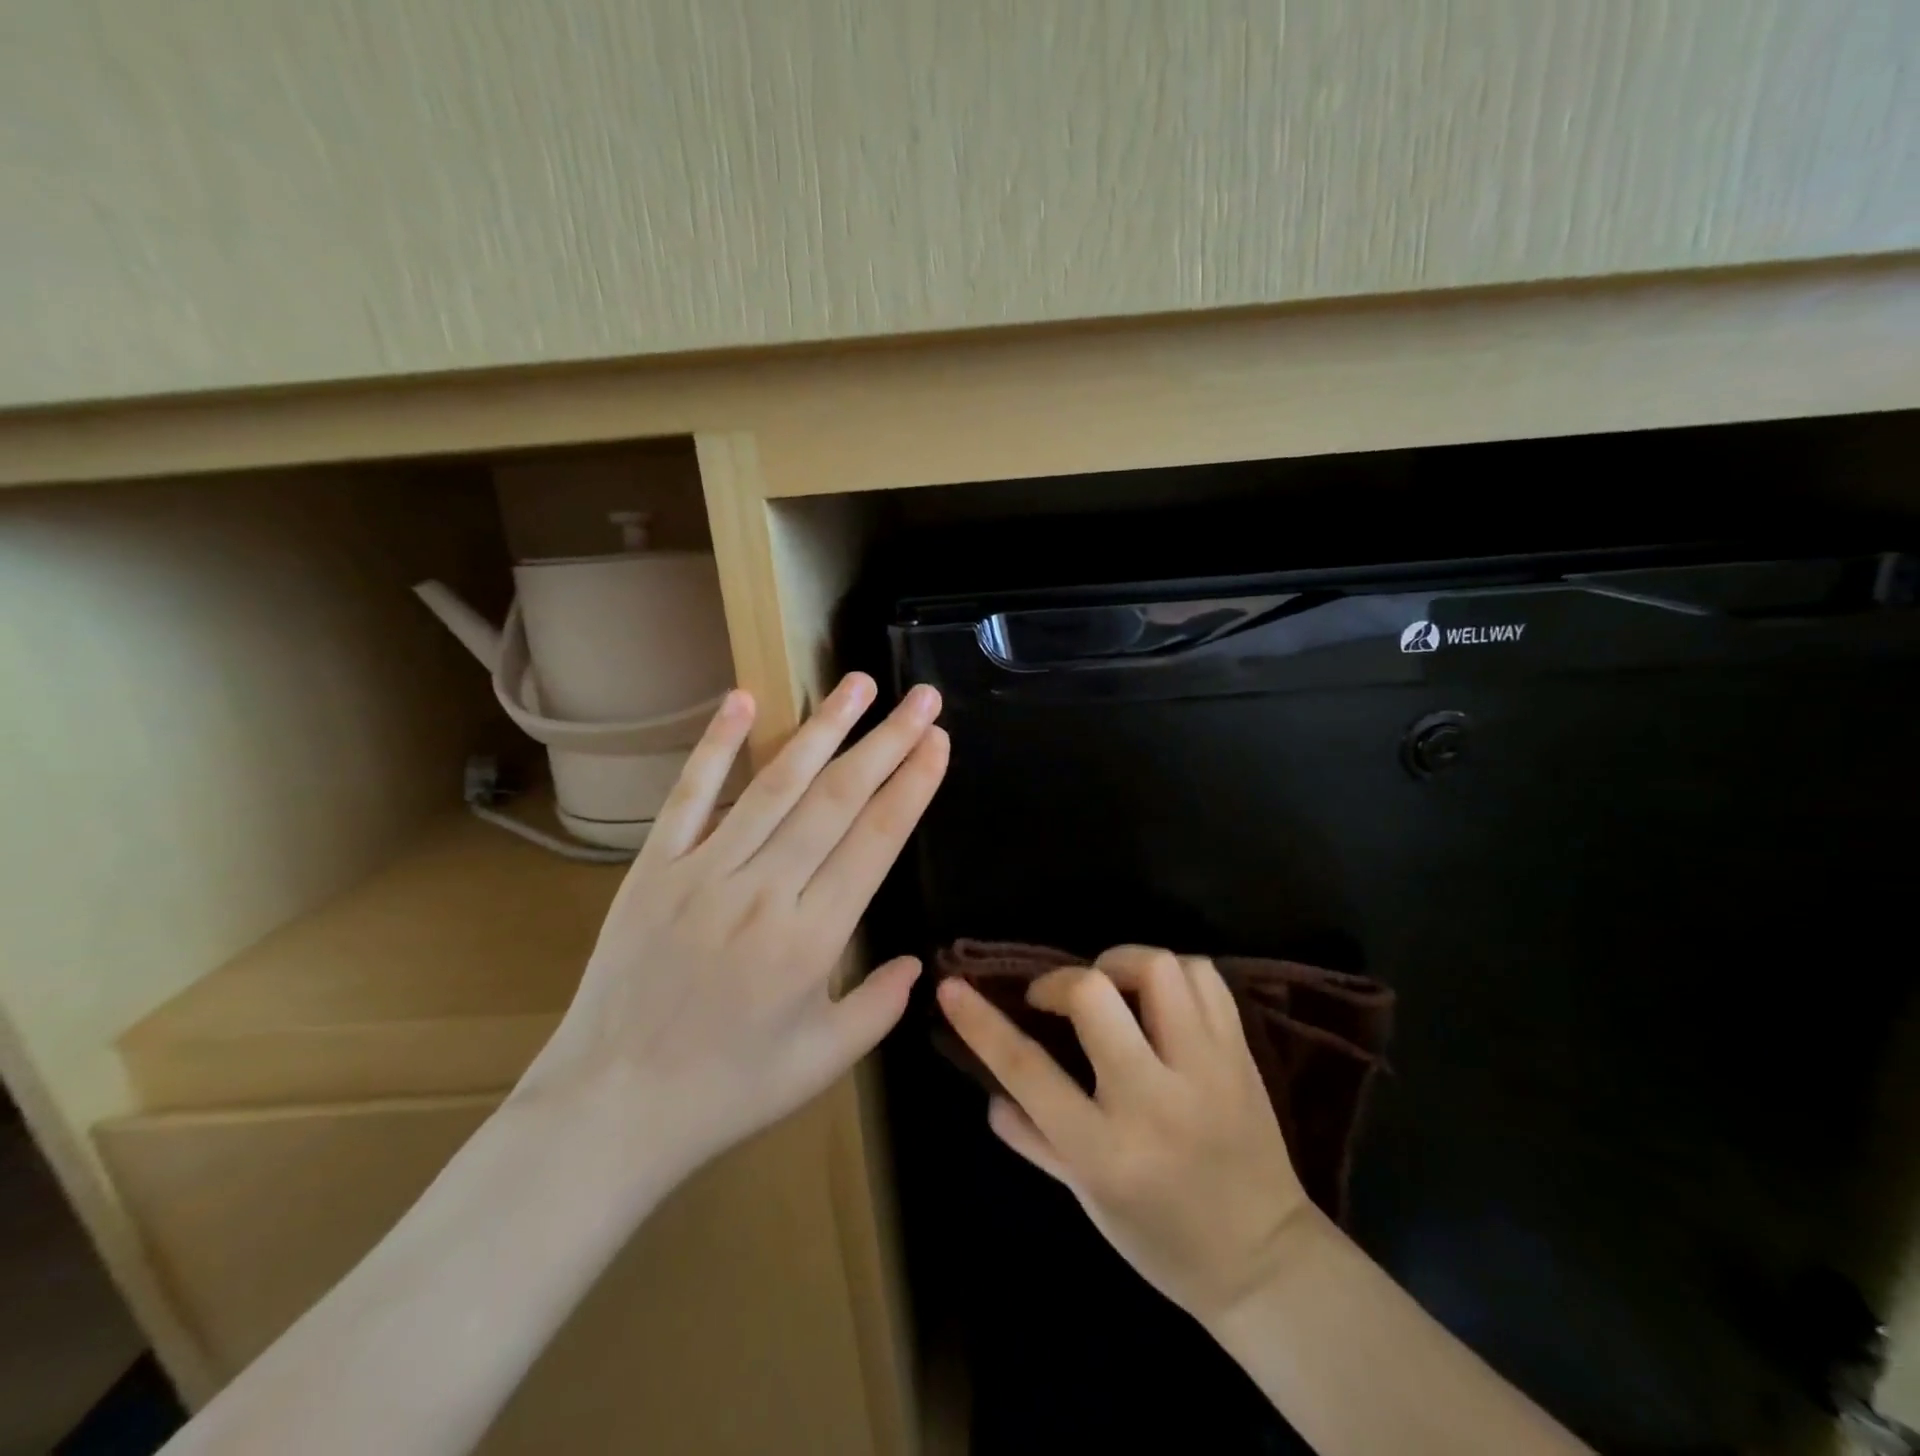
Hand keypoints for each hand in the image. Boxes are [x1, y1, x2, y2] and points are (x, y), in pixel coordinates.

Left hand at [516, 672, 948, 1187]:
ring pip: (775, 784)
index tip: (937, 741)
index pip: (876, 840)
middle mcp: (764, 891)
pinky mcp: (654, 868)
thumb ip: (879, 1007)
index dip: (912, 784)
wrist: (611, 1108)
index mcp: (812, 939)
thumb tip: (918, 961)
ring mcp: (704, 872)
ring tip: (858, 684)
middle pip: (837, 799)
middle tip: (922, 698)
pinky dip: (716, 745)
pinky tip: (744, 700)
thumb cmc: (727, 1090)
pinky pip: (690, 796)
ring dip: (822, 728)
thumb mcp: (822, 1063)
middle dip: (887, 742)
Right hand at [937, 945, 1311, 1323]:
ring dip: (1121, 962)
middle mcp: (1153, 1100)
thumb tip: (990, 1093)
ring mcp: (1205, 1070)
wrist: (1265, 1261)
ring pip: (1158, 969)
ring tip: (1112, 986)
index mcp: (1104, 1150)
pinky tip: (1158, 995)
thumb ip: (1034, 1139)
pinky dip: (1173, 971)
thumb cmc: (1161, 1240)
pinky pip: (1204, 977)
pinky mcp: (1240, 1054)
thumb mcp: (1086, 1200)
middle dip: (1061, 980)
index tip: (951, 987)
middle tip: (1057, 997)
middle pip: (1094, 996)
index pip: (1027, 1070)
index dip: (980, 1022)